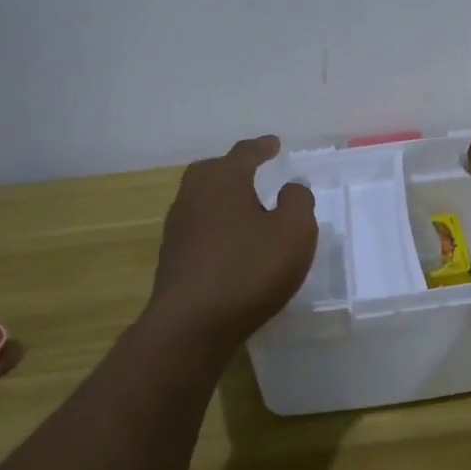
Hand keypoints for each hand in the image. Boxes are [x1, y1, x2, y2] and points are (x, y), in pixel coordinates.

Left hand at [148, 137, 317, 341]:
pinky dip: (214, 223)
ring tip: (243, 206)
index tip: (274, 144)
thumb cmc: (249, 270)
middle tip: (252, 170)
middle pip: (211, 171)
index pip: (244, 153)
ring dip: (221, 196)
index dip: (262, 147)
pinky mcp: (172, 258)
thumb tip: (290, 188)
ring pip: (200, 198)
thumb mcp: (294, 232)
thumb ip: (298, 202)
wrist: (191, 325)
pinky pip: (196, 226)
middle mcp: (194, 196)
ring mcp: (178, 228)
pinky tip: (229, 241)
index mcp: (224, 181)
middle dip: (232, 167)